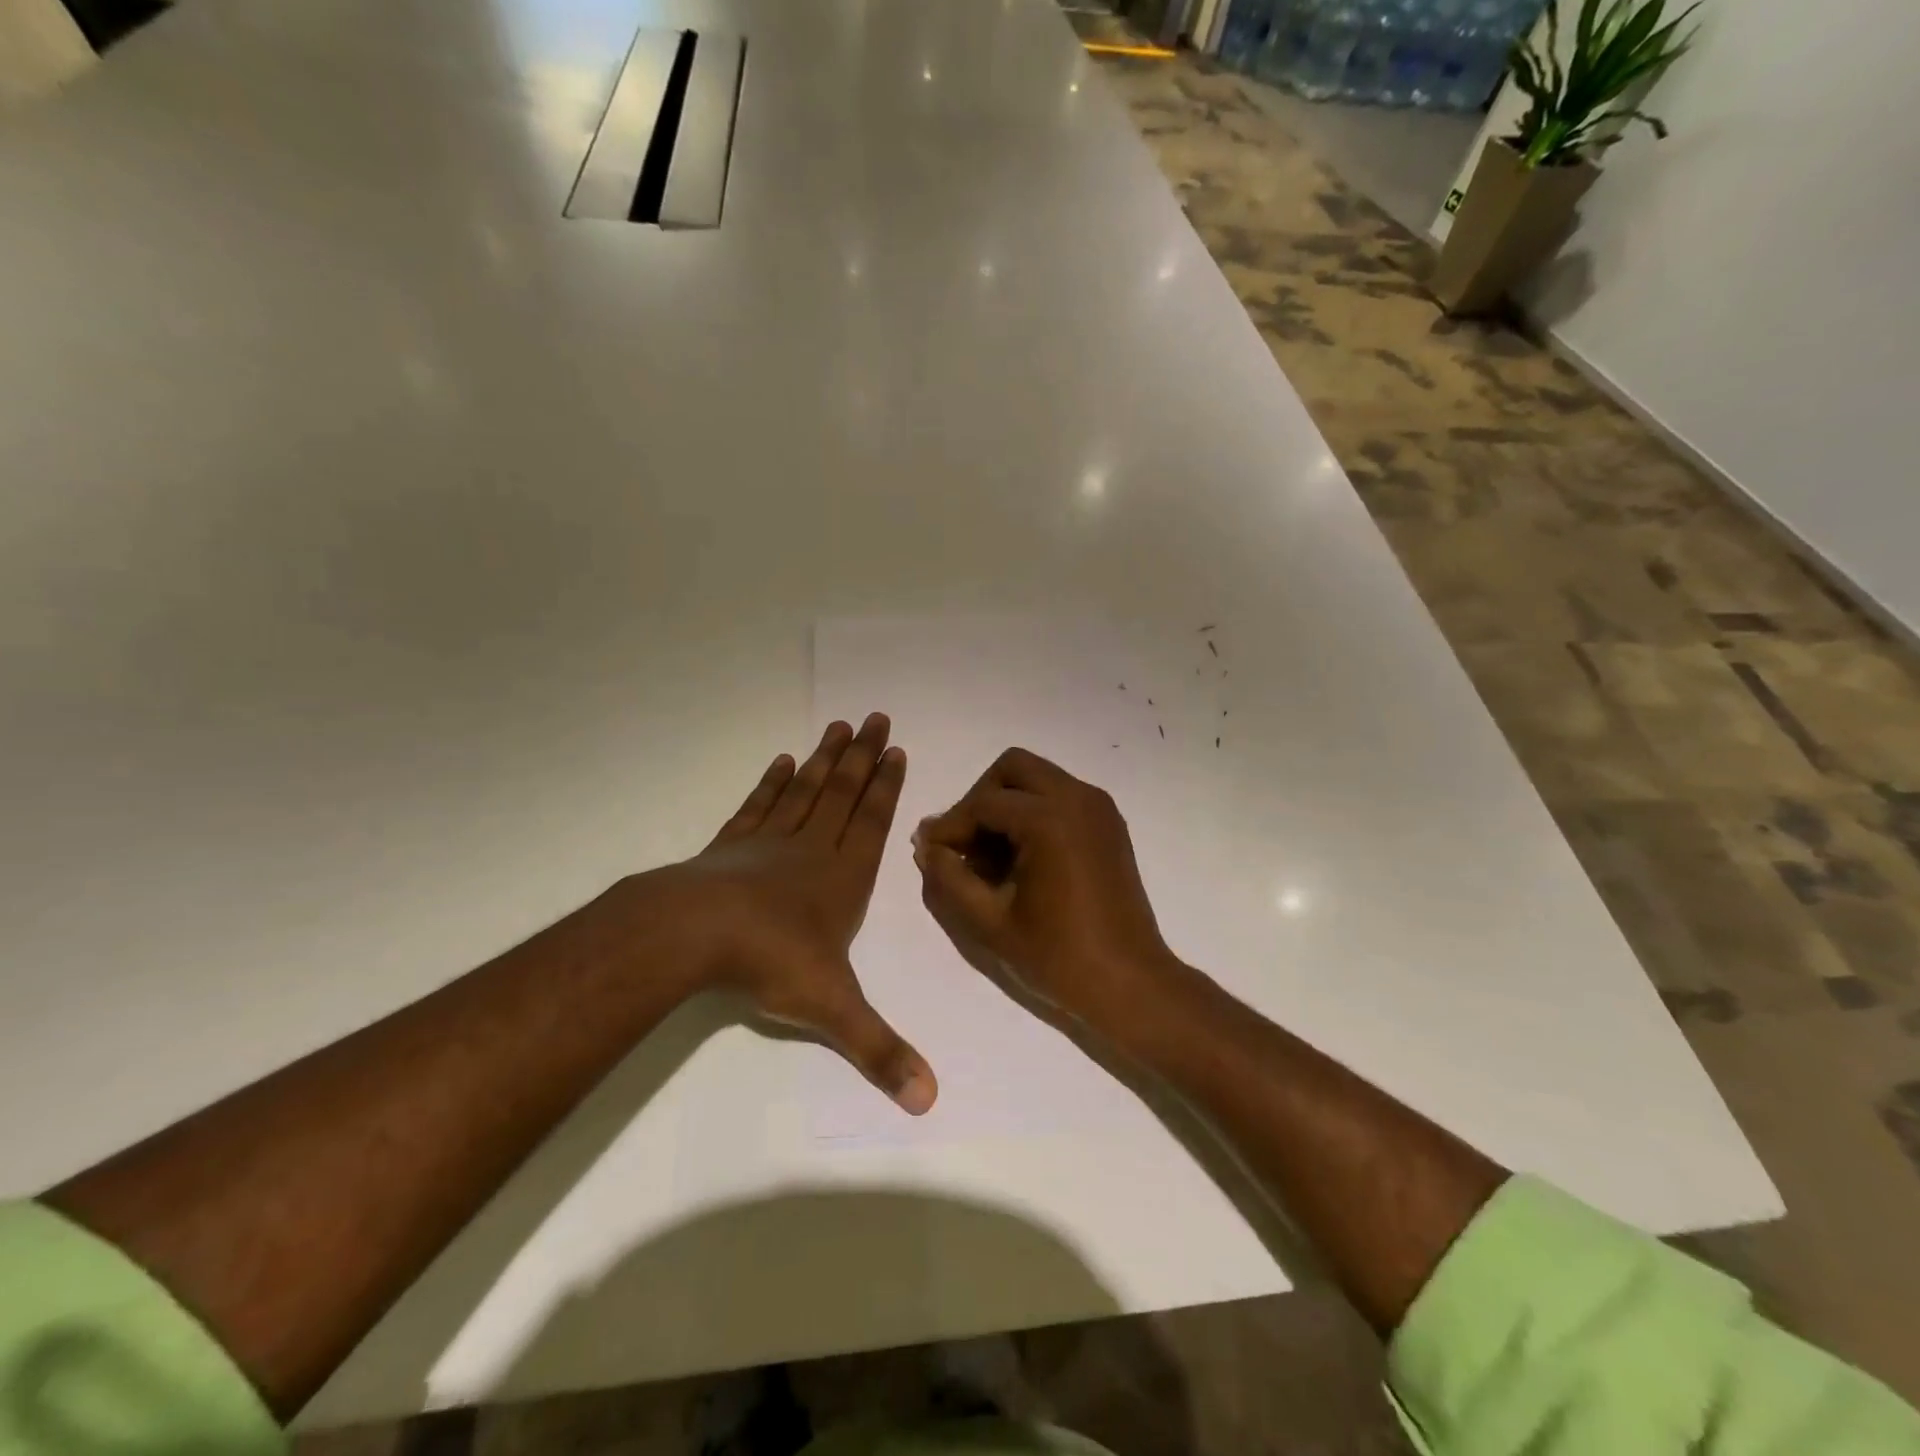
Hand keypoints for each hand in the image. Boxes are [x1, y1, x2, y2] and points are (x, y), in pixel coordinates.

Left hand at [635, 714, 936, 1114]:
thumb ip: (879, 1050)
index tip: (897, 750)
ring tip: (839, 726)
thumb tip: (930, 1100)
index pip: (873, 822)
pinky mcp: (730, 845)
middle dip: (863, 756)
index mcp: (842, 878)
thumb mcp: (834, 1011)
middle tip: (876, 717)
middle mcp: (811, 850)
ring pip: (806, 790)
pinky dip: (772, 782)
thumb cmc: (772, 963)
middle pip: (843, 792)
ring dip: (825, 758)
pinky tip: (782, 762)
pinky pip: (759, 805)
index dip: (887, 786)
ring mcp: (768, 842)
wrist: (693, 935)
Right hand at [912, 748, 1181, 1035]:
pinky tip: (1020, 859)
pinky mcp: (1108, 823)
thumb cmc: (1058, 957)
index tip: (930, 853)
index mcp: (1050, 819)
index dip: (950, 827)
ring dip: (1006, 805)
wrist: (1130, 983)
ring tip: (989, 857)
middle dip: (980, 799)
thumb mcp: (989, 921)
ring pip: (1037, 779)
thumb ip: (949, 877)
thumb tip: (927, 846)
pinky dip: (1033, 812)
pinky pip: (1060, 796)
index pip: (983, 803)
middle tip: (963, 844)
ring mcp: (1098, 808)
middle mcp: (1078, 798)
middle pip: (1012, 769)